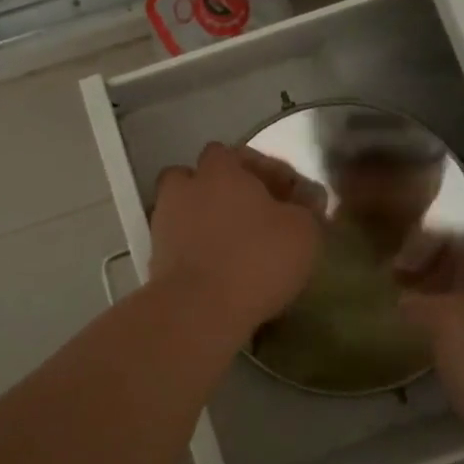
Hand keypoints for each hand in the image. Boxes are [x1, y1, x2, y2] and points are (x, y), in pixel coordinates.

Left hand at [148, 143, 321, 339]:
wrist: (198, 311)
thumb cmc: (257, 258)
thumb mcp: (303, 231)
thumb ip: (308, 209)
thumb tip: (308, 199)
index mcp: (220, 170)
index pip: (235, 153)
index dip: (261, 170)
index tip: (285, 195)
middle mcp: (186, 187)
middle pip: (201, 177)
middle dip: (223, 190)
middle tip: (251, 214)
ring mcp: (164, 222)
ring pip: (185, 209)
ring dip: (204, 218)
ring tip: (231, 242)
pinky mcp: (155, 257)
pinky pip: (179, 243)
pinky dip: (194, 249)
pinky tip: (218, 269)